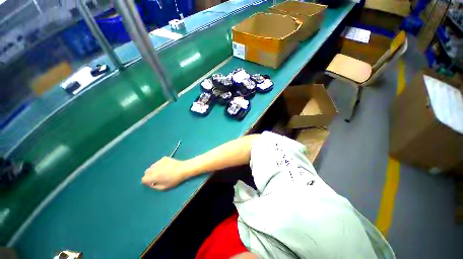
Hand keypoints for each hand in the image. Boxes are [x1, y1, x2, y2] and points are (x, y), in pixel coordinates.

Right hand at [142, 157, 186, 189]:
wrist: (183, 169)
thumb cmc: (175, 179)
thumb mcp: (164, 187)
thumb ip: (155, 186)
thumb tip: (150, 184)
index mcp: (153, 176)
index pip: (143, 179)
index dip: (147, 182)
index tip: (152, 182)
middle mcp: (154, 168)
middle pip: (147, 172)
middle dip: (150, 175)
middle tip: (157, 177)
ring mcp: (159, 162)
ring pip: (152, 166)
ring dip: (154, 169)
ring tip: (163, 171)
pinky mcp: (164, 158)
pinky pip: (158, 162)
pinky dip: (160, 165)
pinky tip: (167, 166)